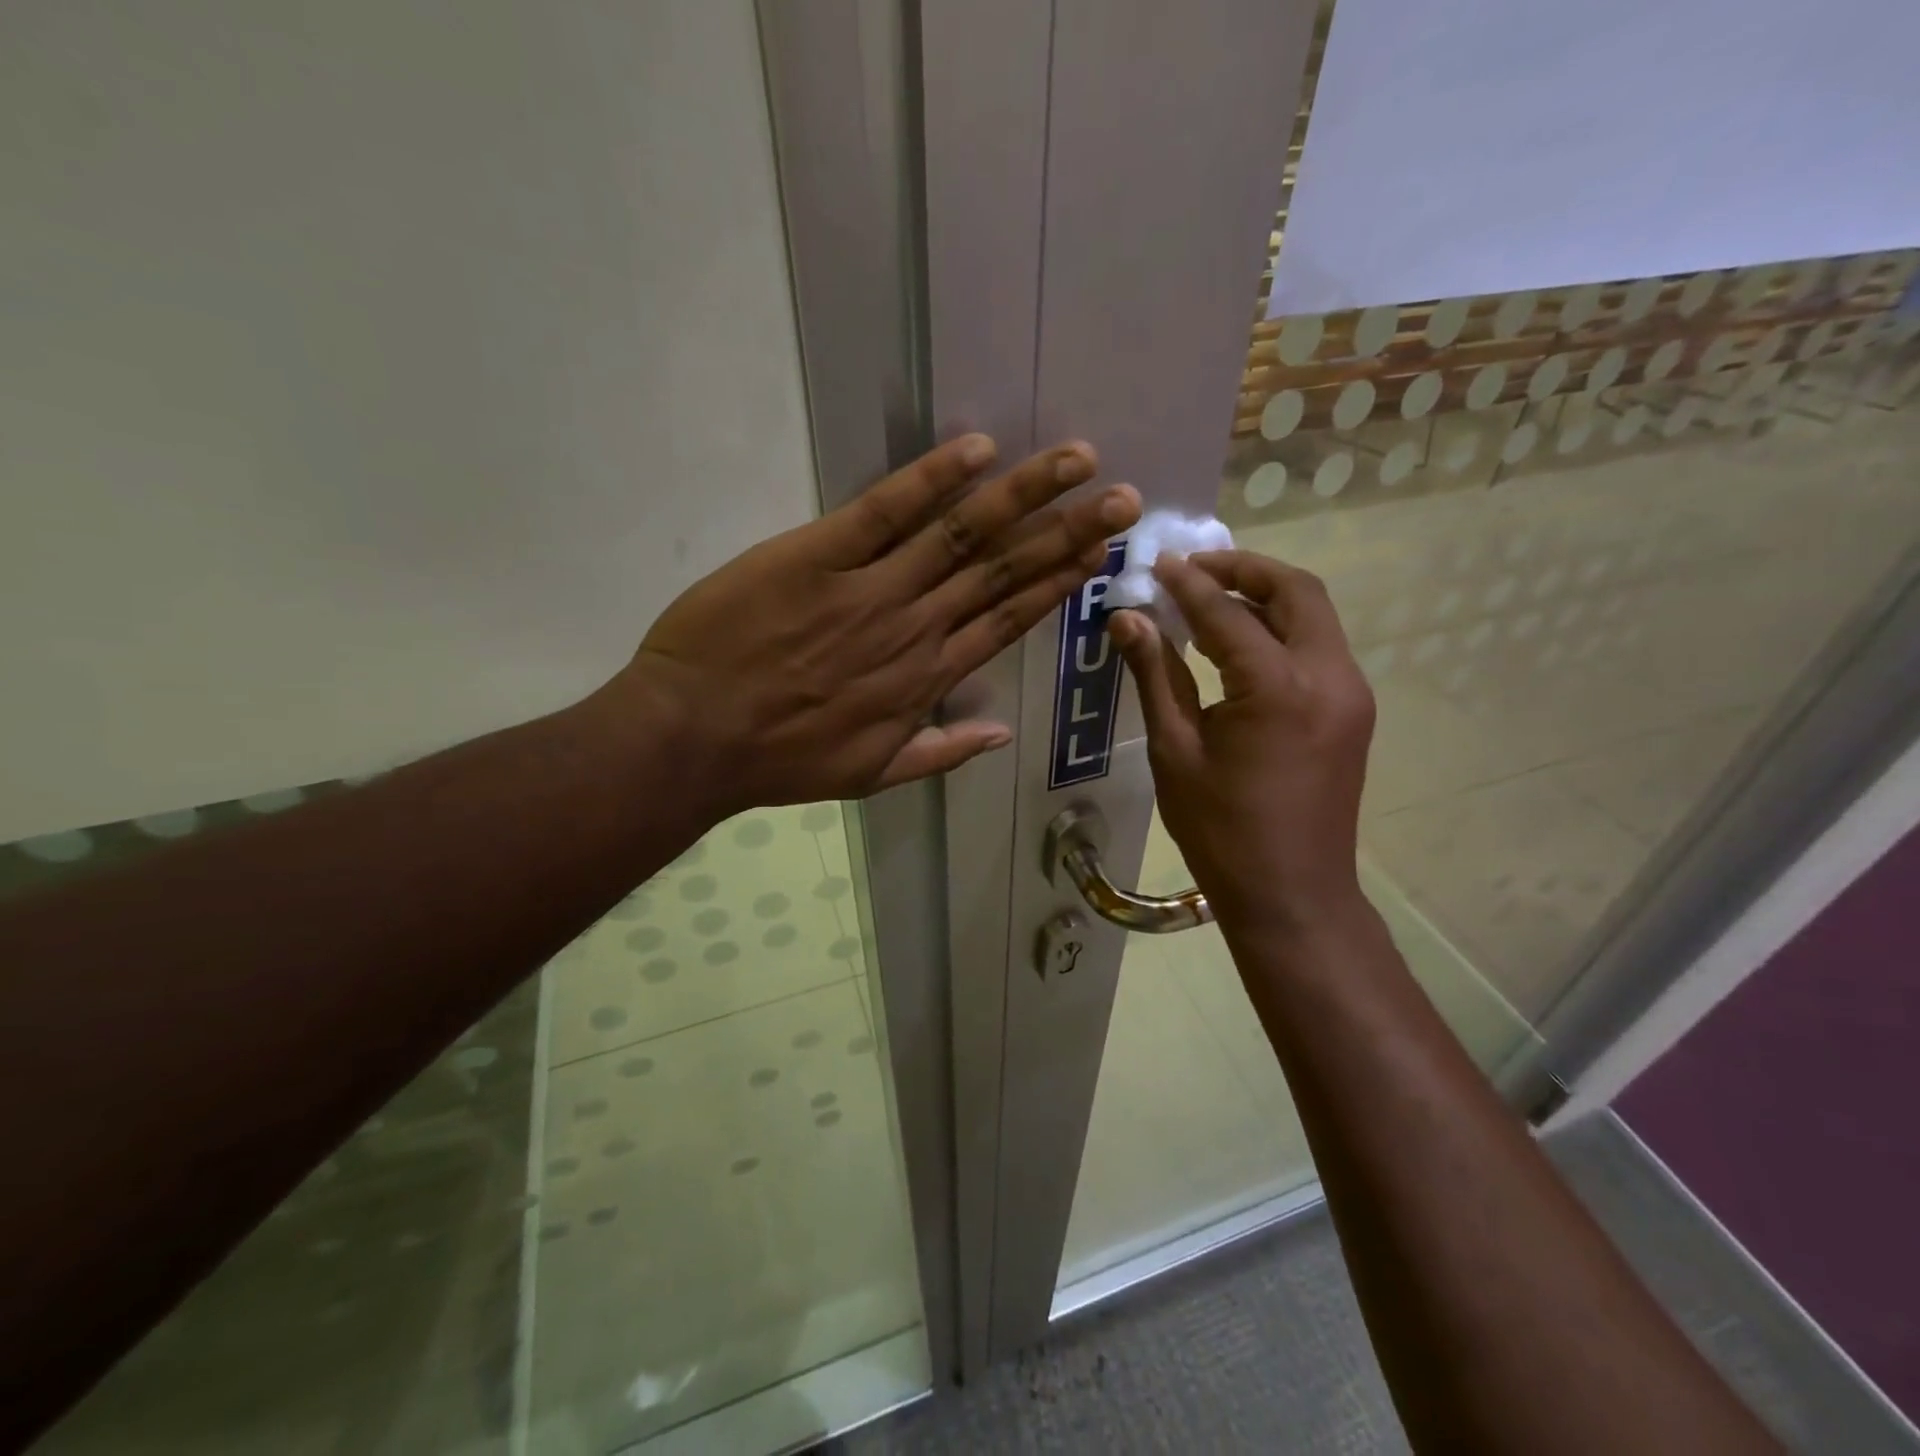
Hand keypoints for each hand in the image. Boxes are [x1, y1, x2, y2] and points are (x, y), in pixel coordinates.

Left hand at [617, 434, 1139, 809]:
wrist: (694, 737)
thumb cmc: (781, 758)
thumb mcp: (871, 774)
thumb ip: (942, 752)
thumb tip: (1002, 733)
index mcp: (927, 678)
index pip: (1007, 621)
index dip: (1058, 585)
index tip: (1099, 555)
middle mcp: (915, 627)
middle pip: (1003, 572)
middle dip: (1067, 533)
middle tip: (1122, 500)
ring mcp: (870, 588)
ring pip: (963, 535)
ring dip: (1024, 496)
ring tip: (1077, 462)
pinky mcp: (818, 555)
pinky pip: (884, 511)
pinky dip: (931, 479)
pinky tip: (978, 450)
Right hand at [1109, 551, 1374, 938]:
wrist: (1292, 894)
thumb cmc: (1221, 830)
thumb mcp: (1174, 750)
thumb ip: (1156, 675)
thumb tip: (1128, 619)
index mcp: (1279, 688)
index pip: (1228, 613)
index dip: (1188, 584)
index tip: (1156, 564)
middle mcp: (1329, 676)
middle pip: (1296, 591)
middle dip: (1244, 569)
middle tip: (1193, 569)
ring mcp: (1350, 693)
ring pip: (1313, 615)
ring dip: (1264, 596)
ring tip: (1210, 599)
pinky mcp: (1351, 711)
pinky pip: (1316, 647)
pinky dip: (1278, 630)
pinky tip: (1238, 644)